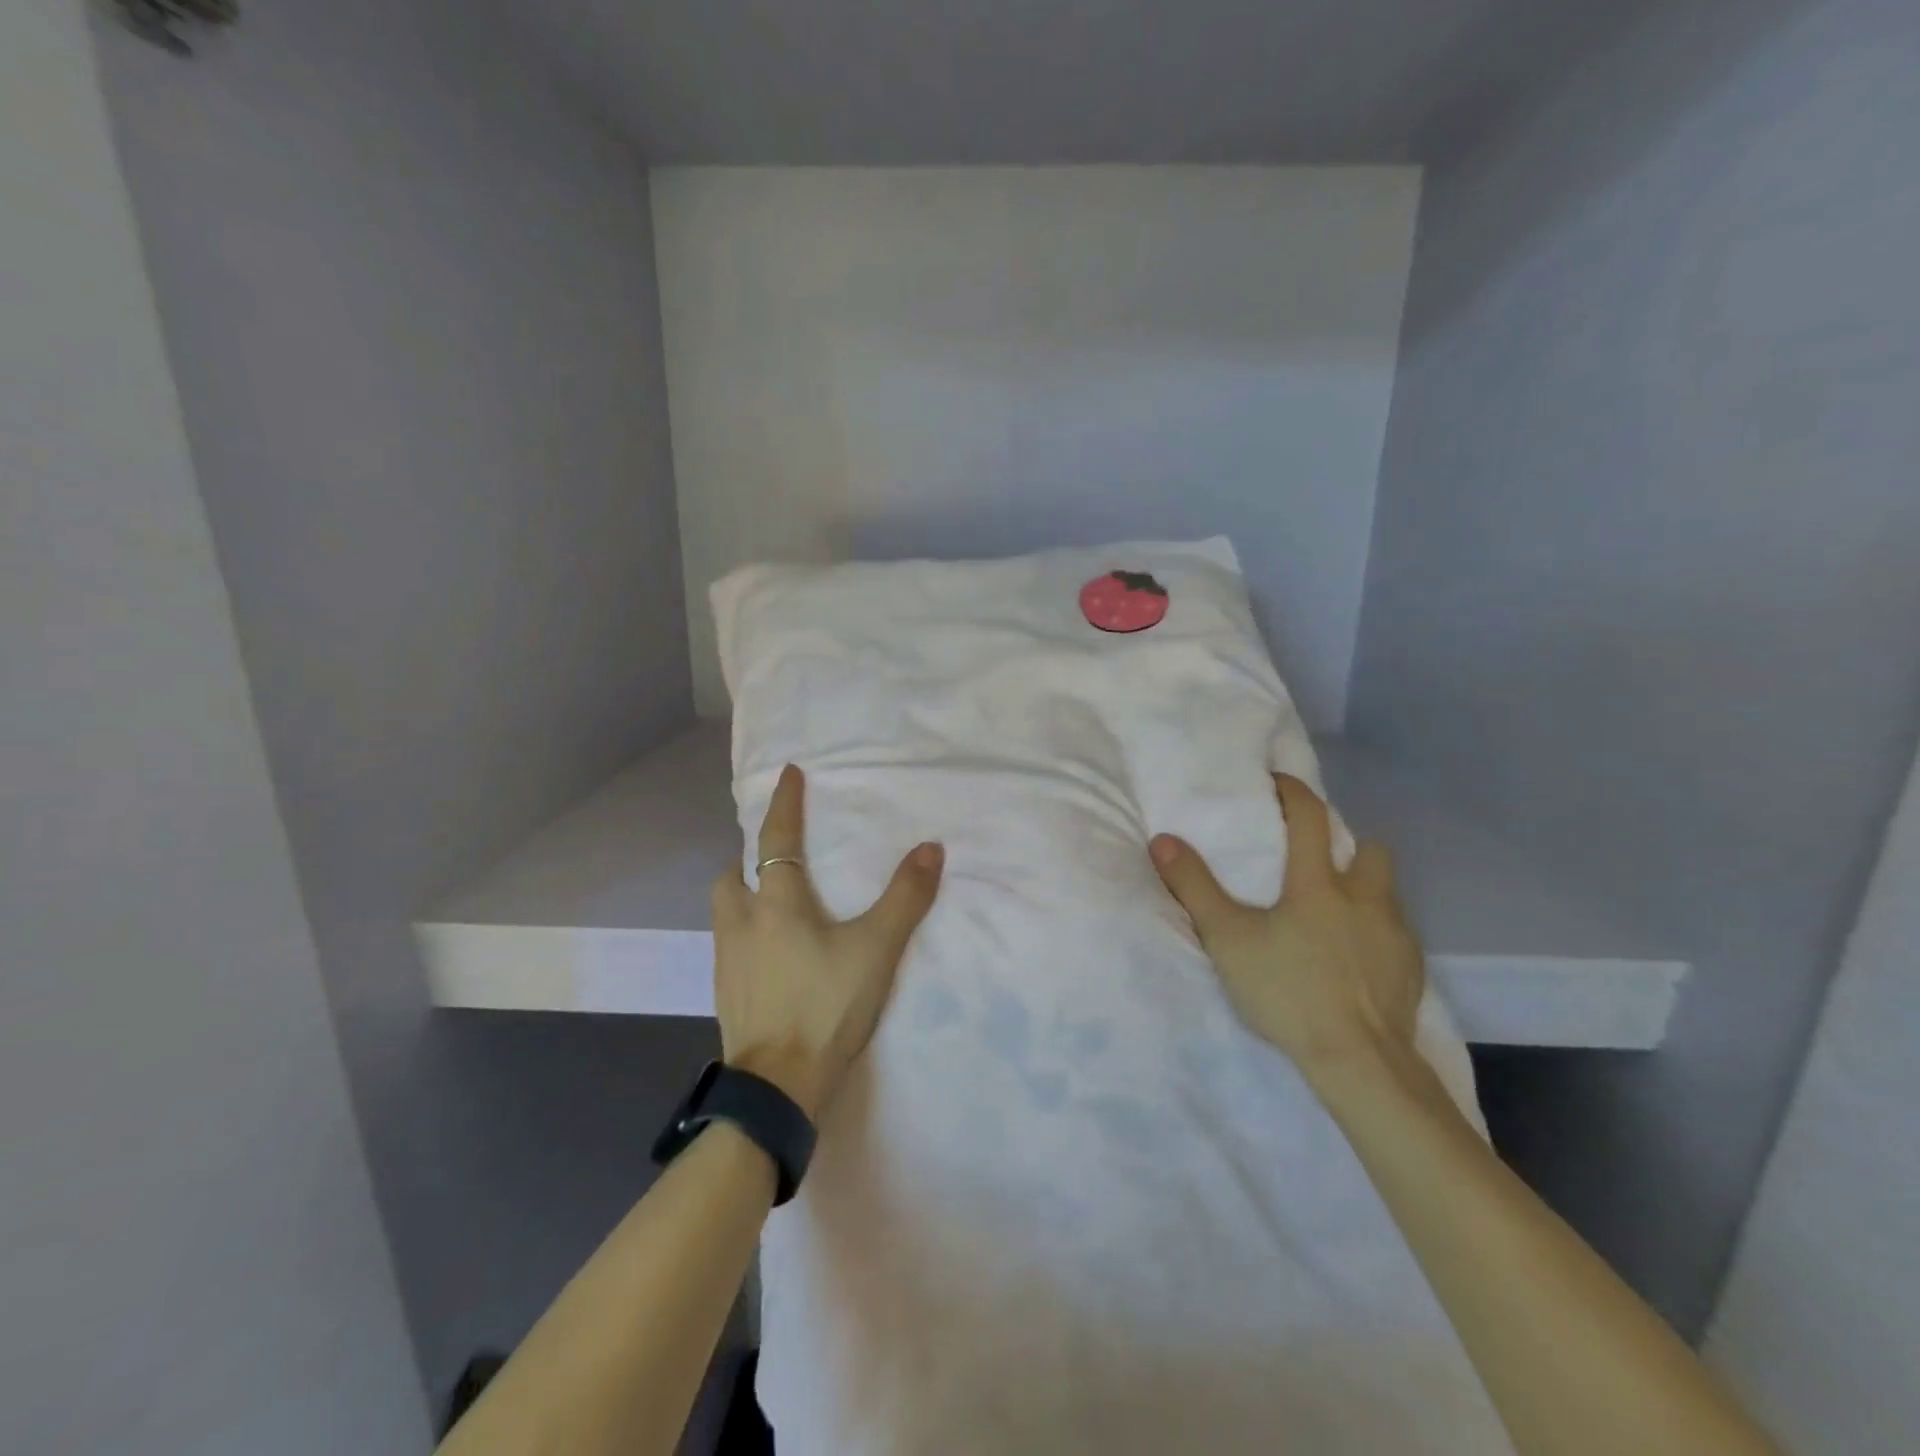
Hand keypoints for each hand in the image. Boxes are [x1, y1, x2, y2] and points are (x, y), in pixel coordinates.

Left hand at [712, 764, 944, 1120]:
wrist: (777, 1087)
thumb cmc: (826, 1007)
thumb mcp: (876, 949)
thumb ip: (905, 898)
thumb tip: (931, 848)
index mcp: (776, 903)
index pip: (775, 839)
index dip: (784, 804)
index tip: (787, 773)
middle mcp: (742, 923)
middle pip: (732, 876)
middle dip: (748, 857)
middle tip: (772, 855)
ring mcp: (727, 961)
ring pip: (726, 911)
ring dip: (742, 894)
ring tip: (770, 901)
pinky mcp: (726, 993)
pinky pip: (729, 945)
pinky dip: (745, 932)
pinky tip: (769, 953)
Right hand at [1149, 775, 1423, 1089]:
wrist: (1359, 1062)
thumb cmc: (1289, 991)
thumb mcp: (1227, 939)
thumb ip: (1194, 887)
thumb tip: (1164, 840)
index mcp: (1320, 883)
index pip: (1310, 816)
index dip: (1293, 792)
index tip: (1276, 784)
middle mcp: (1366, 898)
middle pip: (1371, 849)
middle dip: (1346, 845)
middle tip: (1315, 863)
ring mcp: (1396, 935)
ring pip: (1387, 892)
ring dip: (1364, 889)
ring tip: (1334, 912)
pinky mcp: (1412, 971)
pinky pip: (1396, 934)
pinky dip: (1375, 932)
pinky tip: (1353, 958)